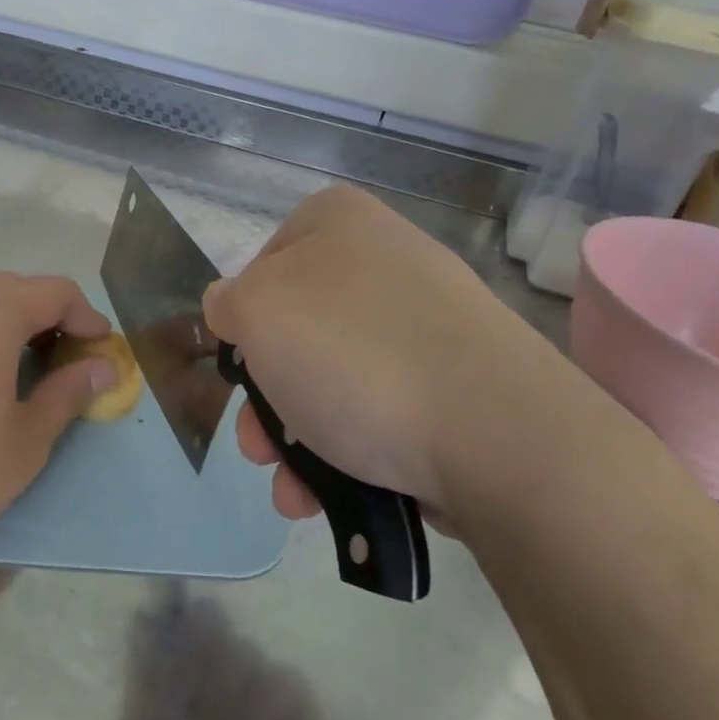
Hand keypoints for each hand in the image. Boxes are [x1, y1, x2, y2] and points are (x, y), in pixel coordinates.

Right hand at [205, 186, 597, 528]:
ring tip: (290, 488)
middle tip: (255, 443)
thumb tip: (233, 308)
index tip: (242, 361)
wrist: (491, 432)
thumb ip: (228, 302)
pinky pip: (378, 410)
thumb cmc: (351, 352)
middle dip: (265, 399)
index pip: (264, 261)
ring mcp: (425, 326)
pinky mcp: (454, 385)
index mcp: (340, 223)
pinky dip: (344, 451)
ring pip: (332, 380)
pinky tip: (323, 496)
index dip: (244, 317)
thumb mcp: (255, 311)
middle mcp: (386, 263)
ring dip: (295, 439)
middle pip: (297, 332)